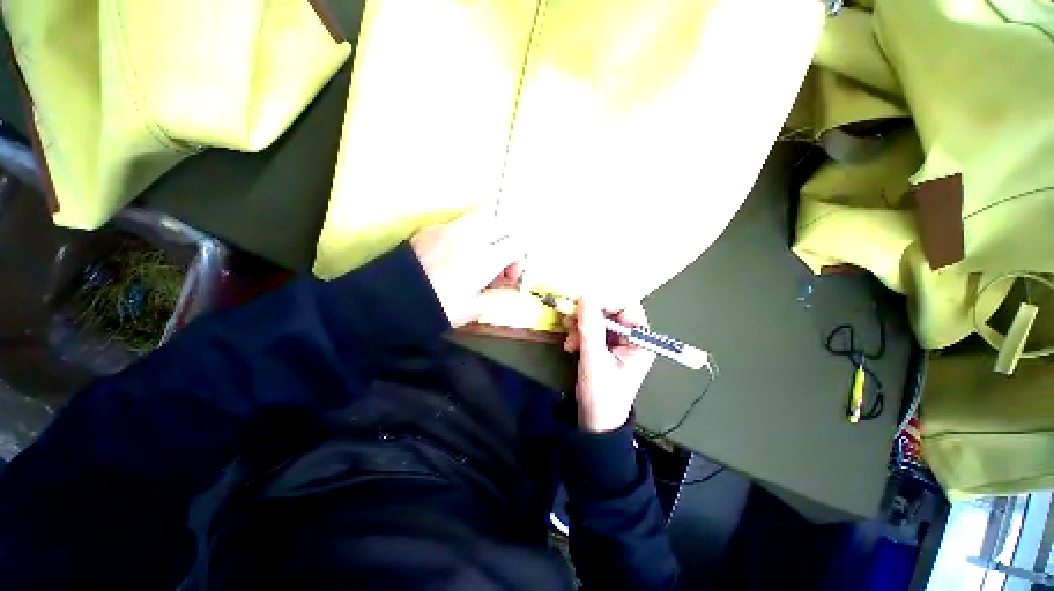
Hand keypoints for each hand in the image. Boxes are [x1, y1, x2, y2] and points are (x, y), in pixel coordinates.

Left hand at [411, 211, 522, 327]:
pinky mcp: (433, 228)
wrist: (392, 297)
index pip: (518, 244)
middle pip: (504, 226)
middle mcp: (472, 238)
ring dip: (490, 235)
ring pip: (484, 219)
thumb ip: (491, 298)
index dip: (519, 260)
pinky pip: (461, 224)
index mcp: (485, 259)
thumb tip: (496, 290)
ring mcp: (451, 229)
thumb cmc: (435, 308)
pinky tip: (457, 254)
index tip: (508, 278)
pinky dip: (469, 235)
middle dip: (508, 244)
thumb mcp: (470, 311)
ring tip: (481, 255)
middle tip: (499, 265)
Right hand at [563, 298, 655, 432]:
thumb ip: (590, 327)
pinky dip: (578, 333)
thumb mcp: (594, 359)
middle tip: (569, 318)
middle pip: (610, 311)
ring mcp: (616, 342)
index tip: (582, 302)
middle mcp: (630, 337)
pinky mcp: (603, 347)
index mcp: (640, 340)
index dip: (605, 300)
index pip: (627, 306)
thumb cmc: (602, 394)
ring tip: (569, 339)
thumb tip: (585, 295)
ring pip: (597, 319)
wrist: (595, 423)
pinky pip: (590, 330)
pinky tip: (569, 345)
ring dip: (580, 324)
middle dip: (588, 314)